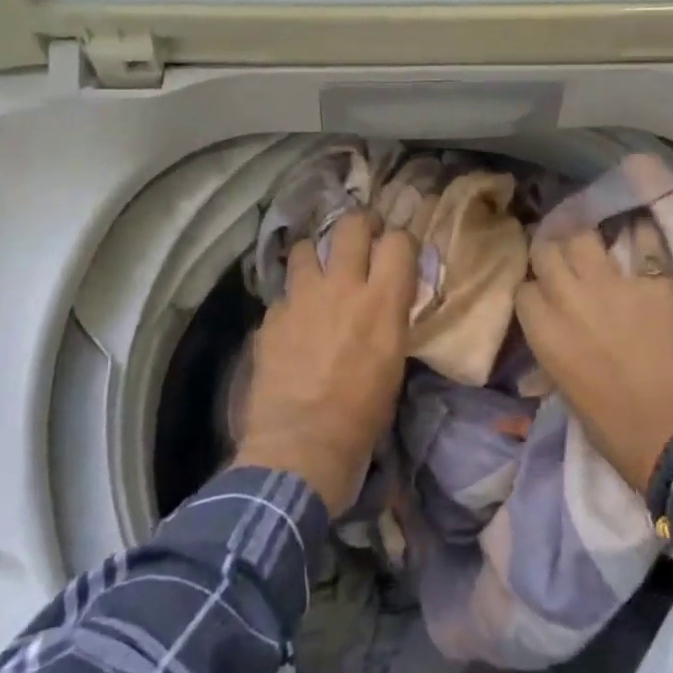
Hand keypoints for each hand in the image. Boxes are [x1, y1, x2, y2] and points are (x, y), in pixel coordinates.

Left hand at [233, 212, 417, 513]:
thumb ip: (389, 319)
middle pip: (351, 225)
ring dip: (316, 256)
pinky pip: (283, 293)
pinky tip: (293, 320)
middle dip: (359, 225)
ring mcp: (301, 298)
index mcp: (382, 301)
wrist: (302, 446)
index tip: (398, 252)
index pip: (399, 241)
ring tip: (319, 273)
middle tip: (361, 239)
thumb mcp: (394, 362)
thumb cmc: (362, 415)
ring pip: (306, 248)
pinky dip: (291, 300)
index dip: (401, 242)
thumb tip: (385, 302)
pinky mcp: (271, 317)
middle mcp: (342, 287)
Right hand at [515, 227, 672, 493]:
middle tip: (565, 264)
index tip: (545, 296)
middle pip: (546, 251)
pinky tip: (641, 237)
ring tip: (596, 250)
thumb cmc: (613, 428)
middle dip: (552, 255)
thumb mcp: (564, 388)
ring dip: (585, 242)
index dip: (535, 290)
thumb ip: (553, 349)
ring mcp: (611, 284)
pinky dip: (641, 237)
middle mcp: (568, 297)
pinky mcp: (652, 281)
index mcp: (543, 330)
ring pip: (583, 236)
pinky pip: (643, 243)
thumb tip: (553, 334)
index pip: (524, 288)